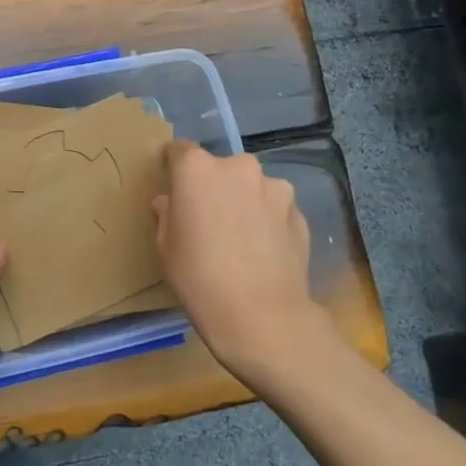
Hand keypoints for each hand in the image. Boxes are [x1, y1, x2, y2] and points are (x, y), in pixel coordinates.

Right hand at [153, 141, 335, 389]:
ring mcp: (275, 187)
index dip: (174, 167)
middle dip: (214, 186)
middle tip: (208, 219)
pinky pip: (274, 208)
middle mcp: (238, 167)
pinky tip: (263, 251)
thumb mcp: (166, 247)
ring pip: (251, 186)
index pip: (180, 150)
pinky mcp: (299, 212)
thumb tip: (170, 202)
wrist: (262, 315)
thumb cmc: (199, 277)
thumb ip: (167, 214)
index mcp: (198, 169)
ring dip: (244, 201)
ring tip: (241, 237)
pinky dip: (267, 220)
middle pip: (220, 168)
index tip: (173, 187)